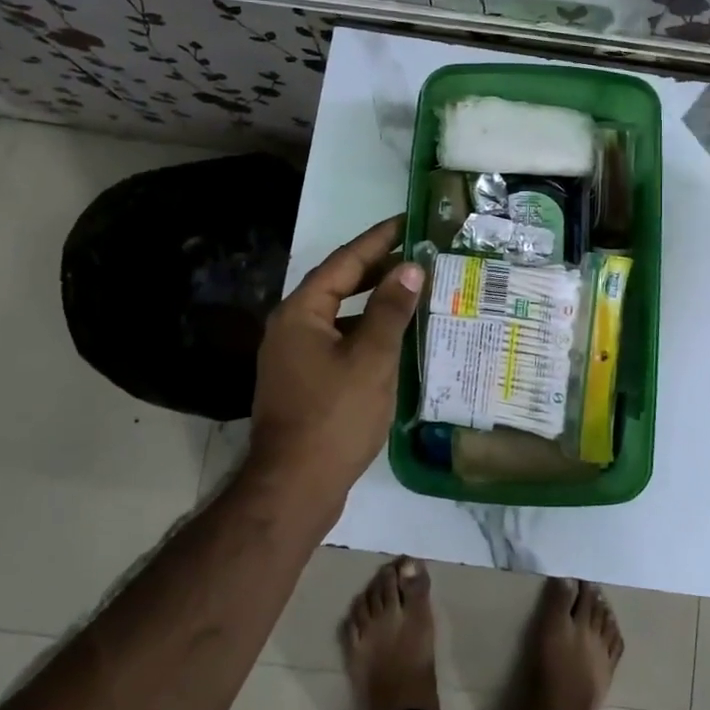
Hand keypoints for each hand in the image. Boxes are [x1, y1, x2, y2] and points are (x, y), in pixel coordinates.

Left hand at [245, 215, 424, 509]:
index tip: (408, 222)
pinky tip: (395, 338)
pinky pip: (339, 341)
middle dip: (377, 268)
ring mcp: (295, 357)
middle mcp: (291, 327)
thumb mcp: (371, 358)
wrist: (295, 487)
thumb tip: (411, 268)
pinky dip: (366, 332)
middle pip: (339, 285)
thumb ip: (391, 309)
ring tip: (413, 290)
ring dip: (374, 302)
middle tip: (418, 253)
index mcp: (301, 313)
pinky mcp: (304, 382)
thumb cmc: (335, 416)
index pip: (344, 262)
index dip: (379, 240)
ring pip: (340, 315)